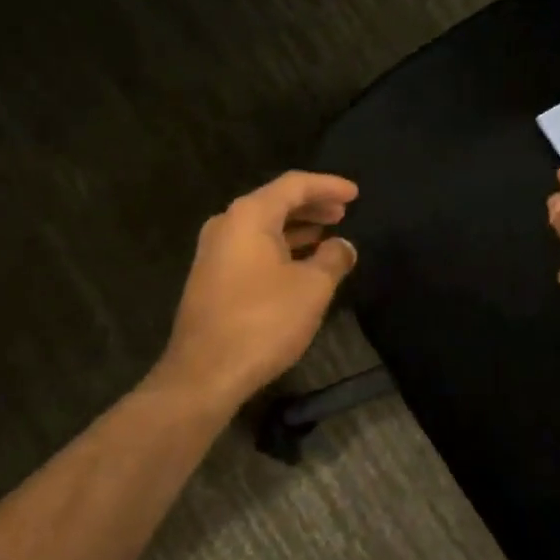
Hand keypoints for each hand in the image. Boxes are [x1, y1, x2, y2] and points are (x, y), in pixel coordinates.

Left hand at [156, 171, 359, 411]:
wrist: (204, 374)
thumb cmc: (263, 321)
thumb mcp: (312, 288)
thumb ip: (333, 258)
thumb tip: (343, 246)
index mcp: (249, 215)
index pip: (294, 185)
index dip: (328, 185)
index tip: (355, 194)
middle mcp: (227, 224)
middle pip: (276, 202)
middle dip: (312, 205)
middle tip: (343, 212)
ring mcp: (214, 252)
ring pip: (263, 226)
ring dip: (297, 227)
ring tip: (328, 234)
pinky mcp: (212, 278)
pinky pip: (253, 248)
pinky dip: (281, 246)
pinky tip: (301, 262)